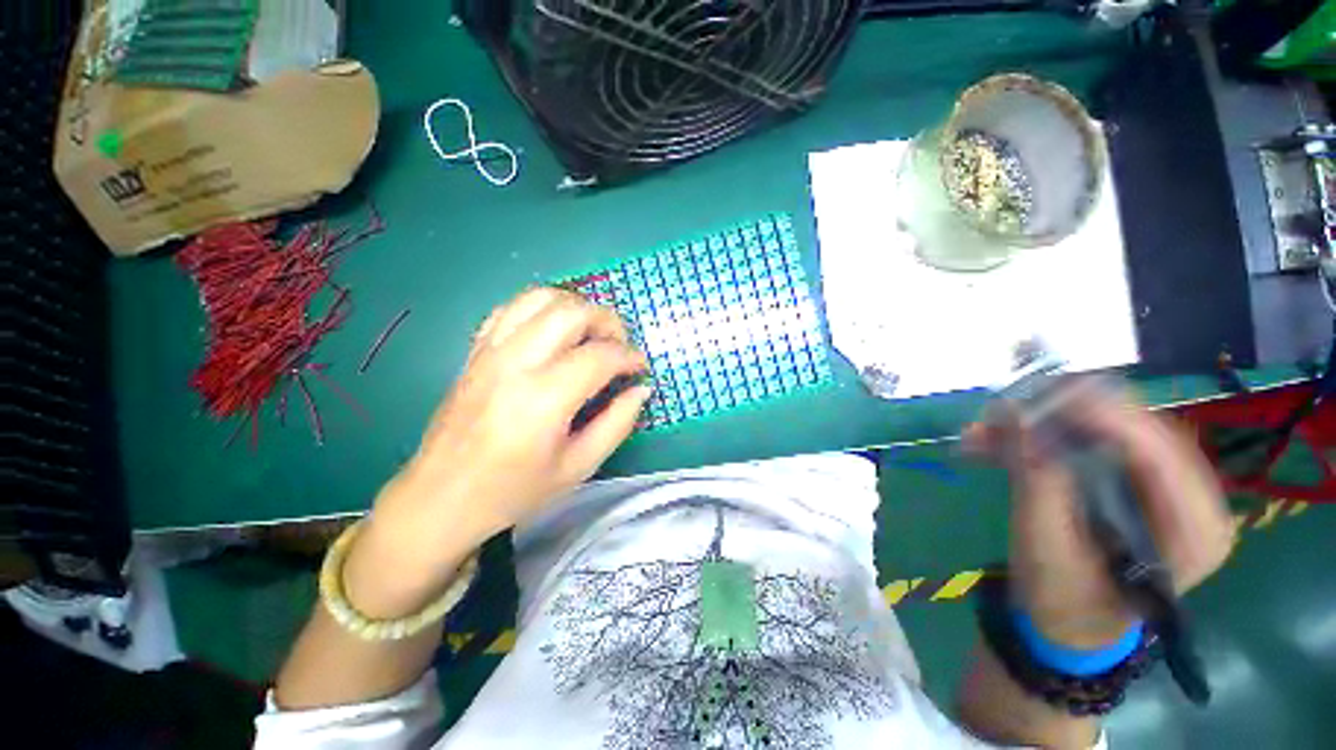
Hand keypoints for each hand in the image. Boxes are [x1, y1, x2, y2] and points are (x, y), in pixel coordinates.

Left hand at [386, 287, 649, 538]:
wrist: (440, 497)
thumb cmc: (514, 491)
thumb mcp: (578, 467)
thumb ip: (617, 424)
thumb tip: (641, 389)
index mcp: (544, 399)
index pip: (600, 356)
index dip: (630, 357)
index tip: (640, 368)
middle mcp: (516, 364)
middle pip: (571, 312)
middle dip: (607, 321)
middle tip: (618, 345)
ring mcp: (490, 351)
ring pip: (540, 298)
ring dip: (576, 306)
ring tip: (590, 332)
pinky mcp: (476, 351)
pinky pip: (512, 308)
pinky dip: (542, 308)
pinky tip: (553, 330)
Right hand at [965, 383, 1234, 648]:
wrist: (1069, 620)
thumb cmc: (1063, 599)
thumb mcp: (1046, 549)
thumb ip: (1040, 486)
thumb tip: (1020, 420)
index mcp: (1194, 531)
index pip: (1159, 454)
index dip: (1101, 417)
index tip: (1041, 393)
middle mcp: (1192, 498)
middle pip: (1133, 431)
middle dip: (1062, 414)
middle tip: (1001, 408)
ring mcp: (1165, 485)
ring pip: (1105, 429)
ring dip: (1041, 424)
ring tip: (983, 428)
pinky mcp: (1133, 477)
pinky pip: (1087, 440)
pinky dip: (1038, 436)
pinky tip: (993, 441)